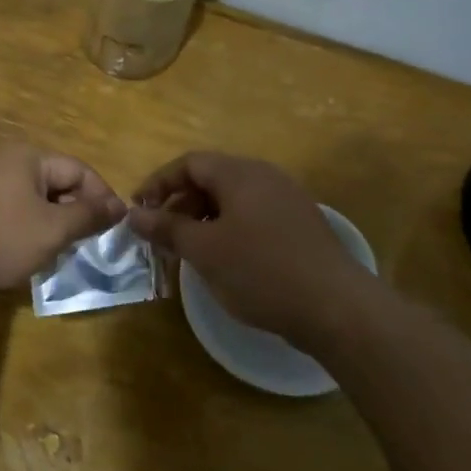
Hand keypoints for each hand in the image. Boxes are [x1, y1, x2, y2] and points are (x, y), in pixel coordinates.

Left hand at [0, 144, 125, 294]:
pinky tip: (15, 256)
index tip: (113, 230)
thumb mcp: (51, 230)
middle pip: (53, 183)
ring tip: (51, 255)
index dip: (102, 198)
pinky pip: (3, 213)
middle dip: (72, 214)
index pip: (79, 171)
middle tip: (81, 246)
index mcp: (27, 157)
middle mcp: (2, 161)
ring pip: (28, 201)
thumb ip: (87, 216)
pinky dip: (19, 231)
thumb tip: (119, 206)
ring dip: (46, 226)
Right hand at [128, 152, 369, 344]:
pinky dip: (228, 230)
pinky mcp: (299, 226)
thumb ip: (167, 228)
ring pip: (232, 200)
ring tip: (187, 250)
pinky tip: (223, 260)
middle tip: (161, 235)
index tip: (138, 210)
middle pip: (211, 178)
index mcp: (241, 174)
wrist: (336, 307)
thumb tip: (134, 214)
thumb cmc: (261, 271)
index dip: (158, 183)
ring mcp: (286, 200)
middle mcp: (265, 177)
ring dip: (202, 219)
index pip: (189, 163)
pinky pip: (252, 216)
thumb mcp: (204, 251)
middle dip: (180, 204)